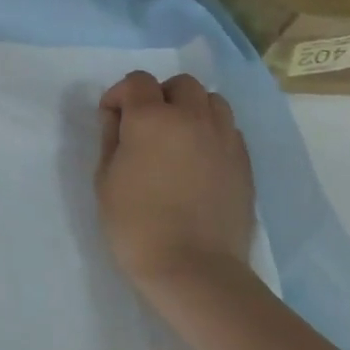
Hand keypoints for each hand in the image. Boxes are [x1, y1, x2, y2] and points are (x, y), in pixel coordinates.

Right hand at [95, 71, 254, 304]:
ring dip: (191, 109)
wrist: (193, 268)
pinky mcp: (244, 164)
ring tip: (177, 136)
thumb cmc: (135, 221)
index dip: (120, 94)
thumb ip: (112, 136)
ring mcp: (224, 140)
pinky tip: (198, 158)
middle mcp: (192, 119)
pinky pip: (229, 130)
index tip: (111, 118)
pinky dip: (212, 131)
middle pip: (181, 84)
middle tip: (145, 124)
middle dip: (160, 95)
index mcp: (152, 118)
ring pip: (212, 101)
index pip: (137, 81)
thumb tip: (120, 118)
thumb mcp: (105, 175)